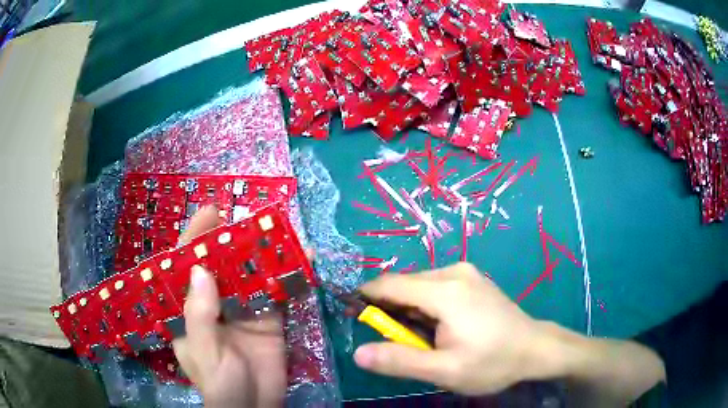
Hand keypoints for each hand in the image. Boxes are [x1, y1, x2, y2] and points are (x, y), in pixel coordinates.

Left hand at [172, 206, 286, 407]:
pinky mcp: (268, 320)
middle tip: (248, 217)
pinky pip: (277, 294)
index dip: (195, 238)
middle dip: (232, 240)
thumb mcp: (204, 353)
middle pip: (220, 265)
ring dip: (263, 254)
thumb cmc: (221, 385)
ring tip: (277, 230)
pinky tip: (302, 260)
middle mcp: (214, 305)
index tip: (211, 213)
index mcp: (189, 311)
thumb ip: (200, 315)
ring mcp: (243, 311)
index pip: (185, 268)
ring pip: (250, 276)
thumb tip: (200, 268)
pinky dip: (289, 277)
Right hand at [353, 262, 545, 394]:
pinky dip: (425, 304)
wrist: (535, 348)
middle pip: (403, 284)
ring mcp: (465, 272)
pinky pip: (435, 286)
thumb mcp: (445, 371)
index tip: (356, 318)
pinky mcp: (472, 278)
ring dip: (409, 309)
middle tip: (400, 341)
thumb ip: (400, 361)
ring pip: (418, 285)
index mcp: (445, 292)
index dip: (366, 299)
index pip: (389, 285)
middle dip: (391, 309)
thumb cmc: (492, 362)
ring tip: (424, 338)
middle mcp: (453, 272)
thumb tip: (359, 353)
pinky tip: (441, 326)